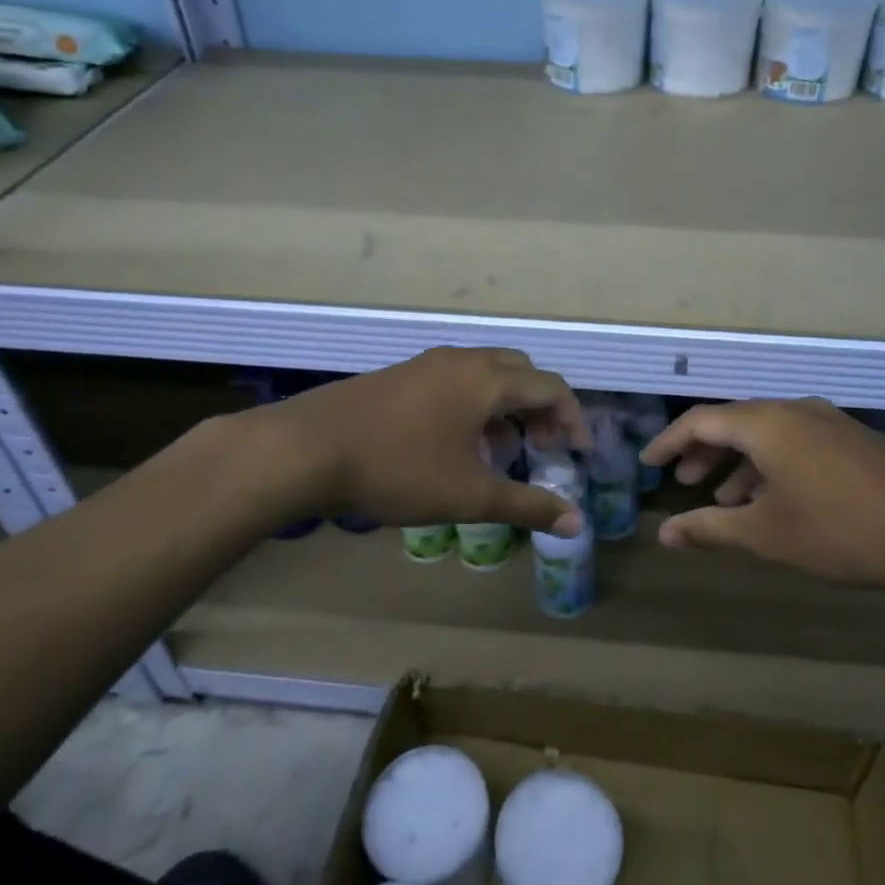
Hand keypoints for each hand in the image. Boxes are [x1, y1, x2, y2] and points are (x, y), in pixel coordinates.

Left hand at [275, 348, 588, 534]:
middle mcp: (462, 361)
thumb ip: (526, 505)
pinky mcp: (399, 376)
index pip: (551, 387)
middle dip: (540, 409)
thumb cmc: (398, 468)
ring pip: (485, 376)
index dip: (573, 418)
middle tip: (541, 448)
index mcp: (487, 379)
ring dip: (505, 408)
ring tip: (500, 452)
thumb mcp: (468, 495)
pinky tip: (454, 446)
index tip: (578, 454)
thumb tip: (575, 523)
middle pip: (521, 372)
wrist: (305, 448)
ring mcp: (427, 364)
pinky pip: (455, 382)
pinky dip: (474, 406)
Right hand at [640, 398, 884, 595]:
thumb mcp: (767, 534)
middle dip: (704, 452)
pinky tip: (775, 500)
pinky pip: (795, 442)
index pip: (701, 421)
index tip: (649, 464)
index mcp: (766, 423)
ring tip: (725, 499)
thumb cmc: (841, 531)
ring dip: (739, 462)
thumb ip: (710, 528)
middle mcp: (794, 411)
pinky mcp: (853, 441)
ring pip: (767, 434)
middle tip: (685, 481)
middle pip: (734, 422)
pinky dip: (771, 465)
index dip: (669, 442)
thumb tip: (665, 534)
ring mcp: (829, 423)